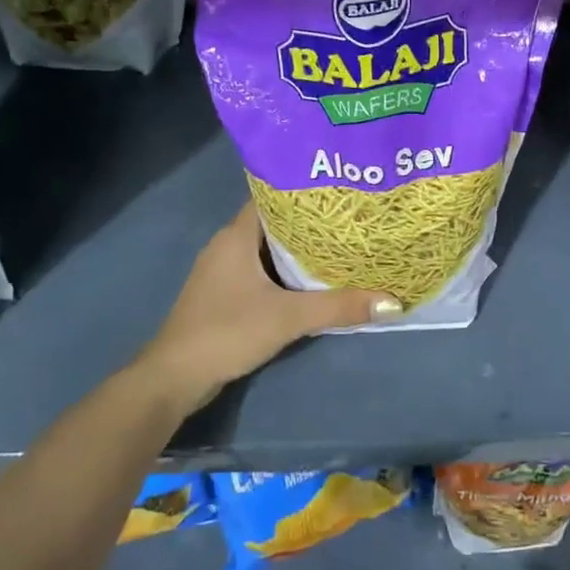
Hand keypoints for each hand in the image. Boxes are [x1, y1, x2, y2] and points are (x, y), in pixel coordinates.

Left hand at [133, 203, 400, 414]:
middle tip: (352, 220)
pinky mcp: (224, 295)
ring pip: (268, 250)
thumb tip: (393, 301)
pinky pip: (261, 272)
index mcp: (236, 235)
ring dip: (299, 251)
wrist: (175, 377)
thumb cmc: (227, 331)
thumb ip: (339, 307)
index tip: (342, 192)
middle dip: (311, 223)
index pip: (274, 197)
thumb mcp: (288, 318)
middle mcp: (227, 245)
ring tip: (342, 247)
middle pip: (275, 223)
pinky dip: (286, 273)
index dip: (306, 192)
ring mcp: (223, 271)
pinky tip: (313, 282)